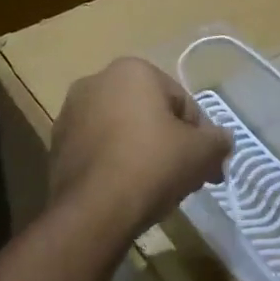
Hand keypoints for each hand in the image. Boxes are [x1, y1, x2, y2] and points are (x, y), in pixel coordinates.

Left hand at [51, 58, 231, 237]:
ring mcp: (71, 112)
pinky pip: (99, 149)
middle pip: (150, 114)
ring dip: (143, 152)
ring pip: (123, 131)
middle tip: (187, 177)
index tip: (208, 166)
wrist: (94, 210)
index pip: (182, 102)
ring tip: (158, 188)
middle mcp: (96, 81)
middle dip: (171, 143)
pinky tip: (128, 191)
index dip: (200, 136)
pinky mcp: (57, 144)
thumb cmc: (152, 165)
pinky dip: (115, 163)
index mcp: (132, 70)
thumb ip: (218, 140)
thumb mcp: (202, 152)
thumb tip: (222, 140)